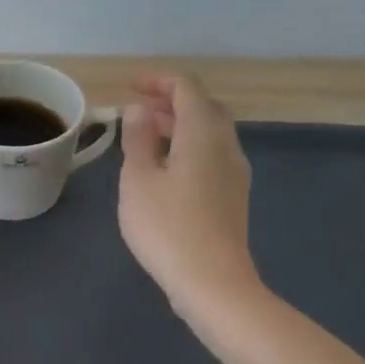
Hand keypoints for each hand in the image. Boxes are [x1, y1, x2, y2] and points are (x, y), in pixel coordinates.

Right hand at [118, 74, 259, 320]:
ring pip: (210, 132)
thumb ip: (138, 138)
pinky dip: (189, 145)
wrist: (212, 282)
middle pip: (204, 107)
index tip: (129, 86)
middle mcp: (226, 145)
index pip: (187, 88)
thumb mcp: (138, 179)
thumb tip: (139, 110)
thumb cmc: (167, 226)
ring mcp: (234, 172)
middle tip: (137, 108)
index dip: (158, 81)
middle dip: (171, 100)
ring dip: (180, 124)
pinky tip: (166, 166)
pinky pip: (212, 154)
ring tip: (147, 134)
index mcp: (203, 133)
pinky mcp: (233, 196)